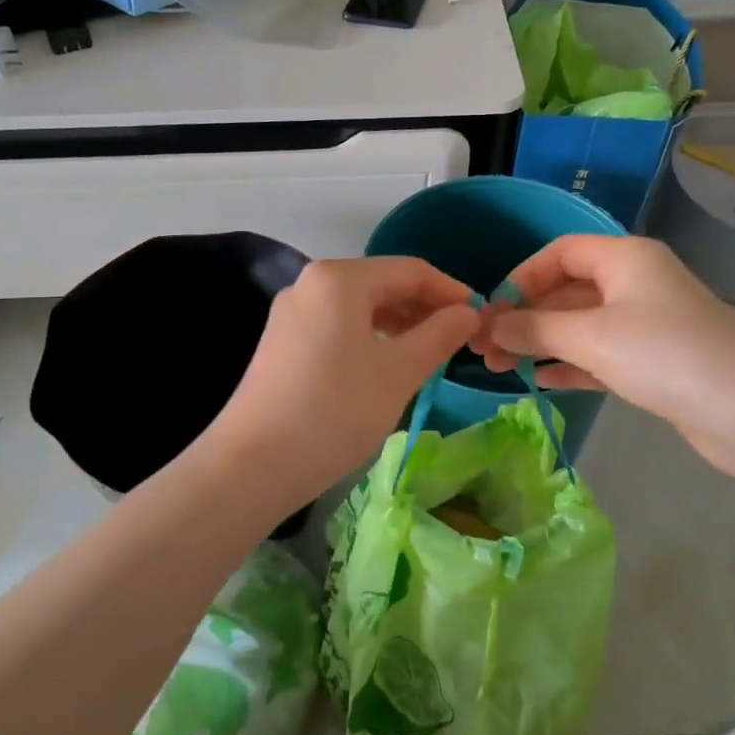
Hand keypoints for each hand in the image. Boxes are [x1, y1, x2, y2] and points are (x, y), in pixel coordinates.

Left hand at [202, 257, 480, 508]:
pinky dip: (369, 338)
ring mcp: (291, 313)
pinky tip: (385, 365)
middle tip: (458, 340)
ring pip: (358, 307)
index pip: (410, 270)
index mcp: (340, 278)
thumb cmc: (336, 410)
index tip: (480, 318)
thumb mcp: (399, 372)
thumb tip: (468, 312)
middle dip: (423, 308)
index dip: (450, 291)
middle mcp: (311, 283)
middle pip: (381, 284)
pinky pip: (337, 326)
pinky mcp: (281, 342)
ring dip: (398, 324)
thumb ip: (439, 334)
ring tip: (427, 354)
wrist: (253, 464)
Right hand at [471, 235, 734, 473]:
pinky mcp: (655, 361)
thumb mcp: (590, 337)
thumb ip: (535, 329)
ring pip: (581, 325)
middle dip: (525, 317)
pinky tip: (540, 380)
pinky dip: (570, 363)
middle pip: (567, 290)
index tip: (492, 311)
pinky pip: (600, 354)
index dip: (521, 278)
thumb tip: (490, 327)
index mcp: (625, 258)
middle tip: (484, 349)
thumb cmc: (665, 355)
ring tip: (500, 368)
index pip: (559, 253)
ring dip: (542, 343)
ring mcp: (648, 323)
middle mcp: (636, 282)